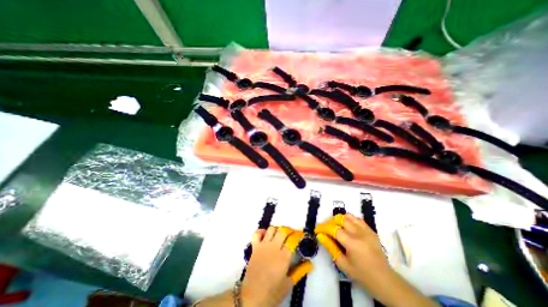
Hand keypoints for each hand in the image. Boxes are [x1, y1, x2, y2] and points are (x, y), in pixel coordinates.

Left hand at [240, 226, 311, 305]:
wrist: (252, 297)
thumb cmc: (272, 292)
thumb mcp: (288, 284)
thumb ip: (300, 271)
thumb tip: (310, 264)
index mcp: (283, 257)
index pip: (292, 240)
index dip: (298, 235)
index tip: (301, 234)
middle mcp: (273, 247)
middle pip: (282, 231)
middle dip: (289, 230)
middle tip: (292, 234)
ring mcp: (263, 246)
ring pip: (271, 229)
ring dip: (277, 229)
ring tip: (280, 234)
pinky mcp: (255, 247)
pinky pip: (257, 233)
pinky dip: (262, 231)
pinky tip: (266, 235)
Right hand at [315, 213, 439, 306]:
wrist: (385, 280)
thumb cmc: (362, 275)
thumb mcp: (343, 264)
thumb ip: (330, 247)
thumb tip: (320, 235)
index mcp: (352, 243)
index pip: (333, 229)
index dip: (323, 227)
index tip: (317, 230)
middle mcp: (359, 233)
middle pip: (340, 218)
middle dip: (330, 221)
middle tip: (326, 229)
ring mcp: (366, 230)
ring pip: (348, 216)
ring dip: (339, 219)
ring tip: (336, 226)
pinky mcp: (371, 230)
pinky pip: (357, 219)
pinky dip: (349, 219)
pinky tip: (347, 227)